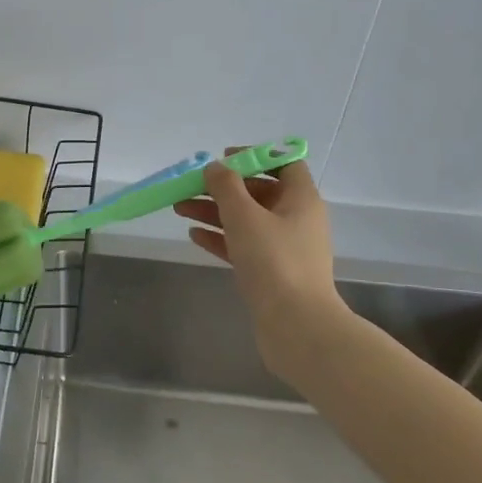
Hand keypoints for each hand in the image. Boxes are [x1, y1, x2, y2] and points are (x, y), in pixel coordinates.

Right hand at [173, 155, 342, 331]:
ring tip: (180, 208)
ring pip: (247, 220)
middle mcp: (297, 220)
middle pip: (258, 192)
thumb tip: (215, 167)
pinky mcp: (273, 273)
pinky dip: (221, 238)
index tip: (223, 159)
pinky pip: (244, 246)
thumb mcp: (244, 215)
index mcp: (301, 199)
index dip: (254, 156)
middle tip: (190, 187)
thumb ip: (226, 186)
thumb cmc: (273, 261)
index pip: (283, 164)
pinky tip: (194, 236)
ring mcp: (285, 249)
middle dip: (223, 188)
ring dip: (215, 212)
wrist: (296, 326)